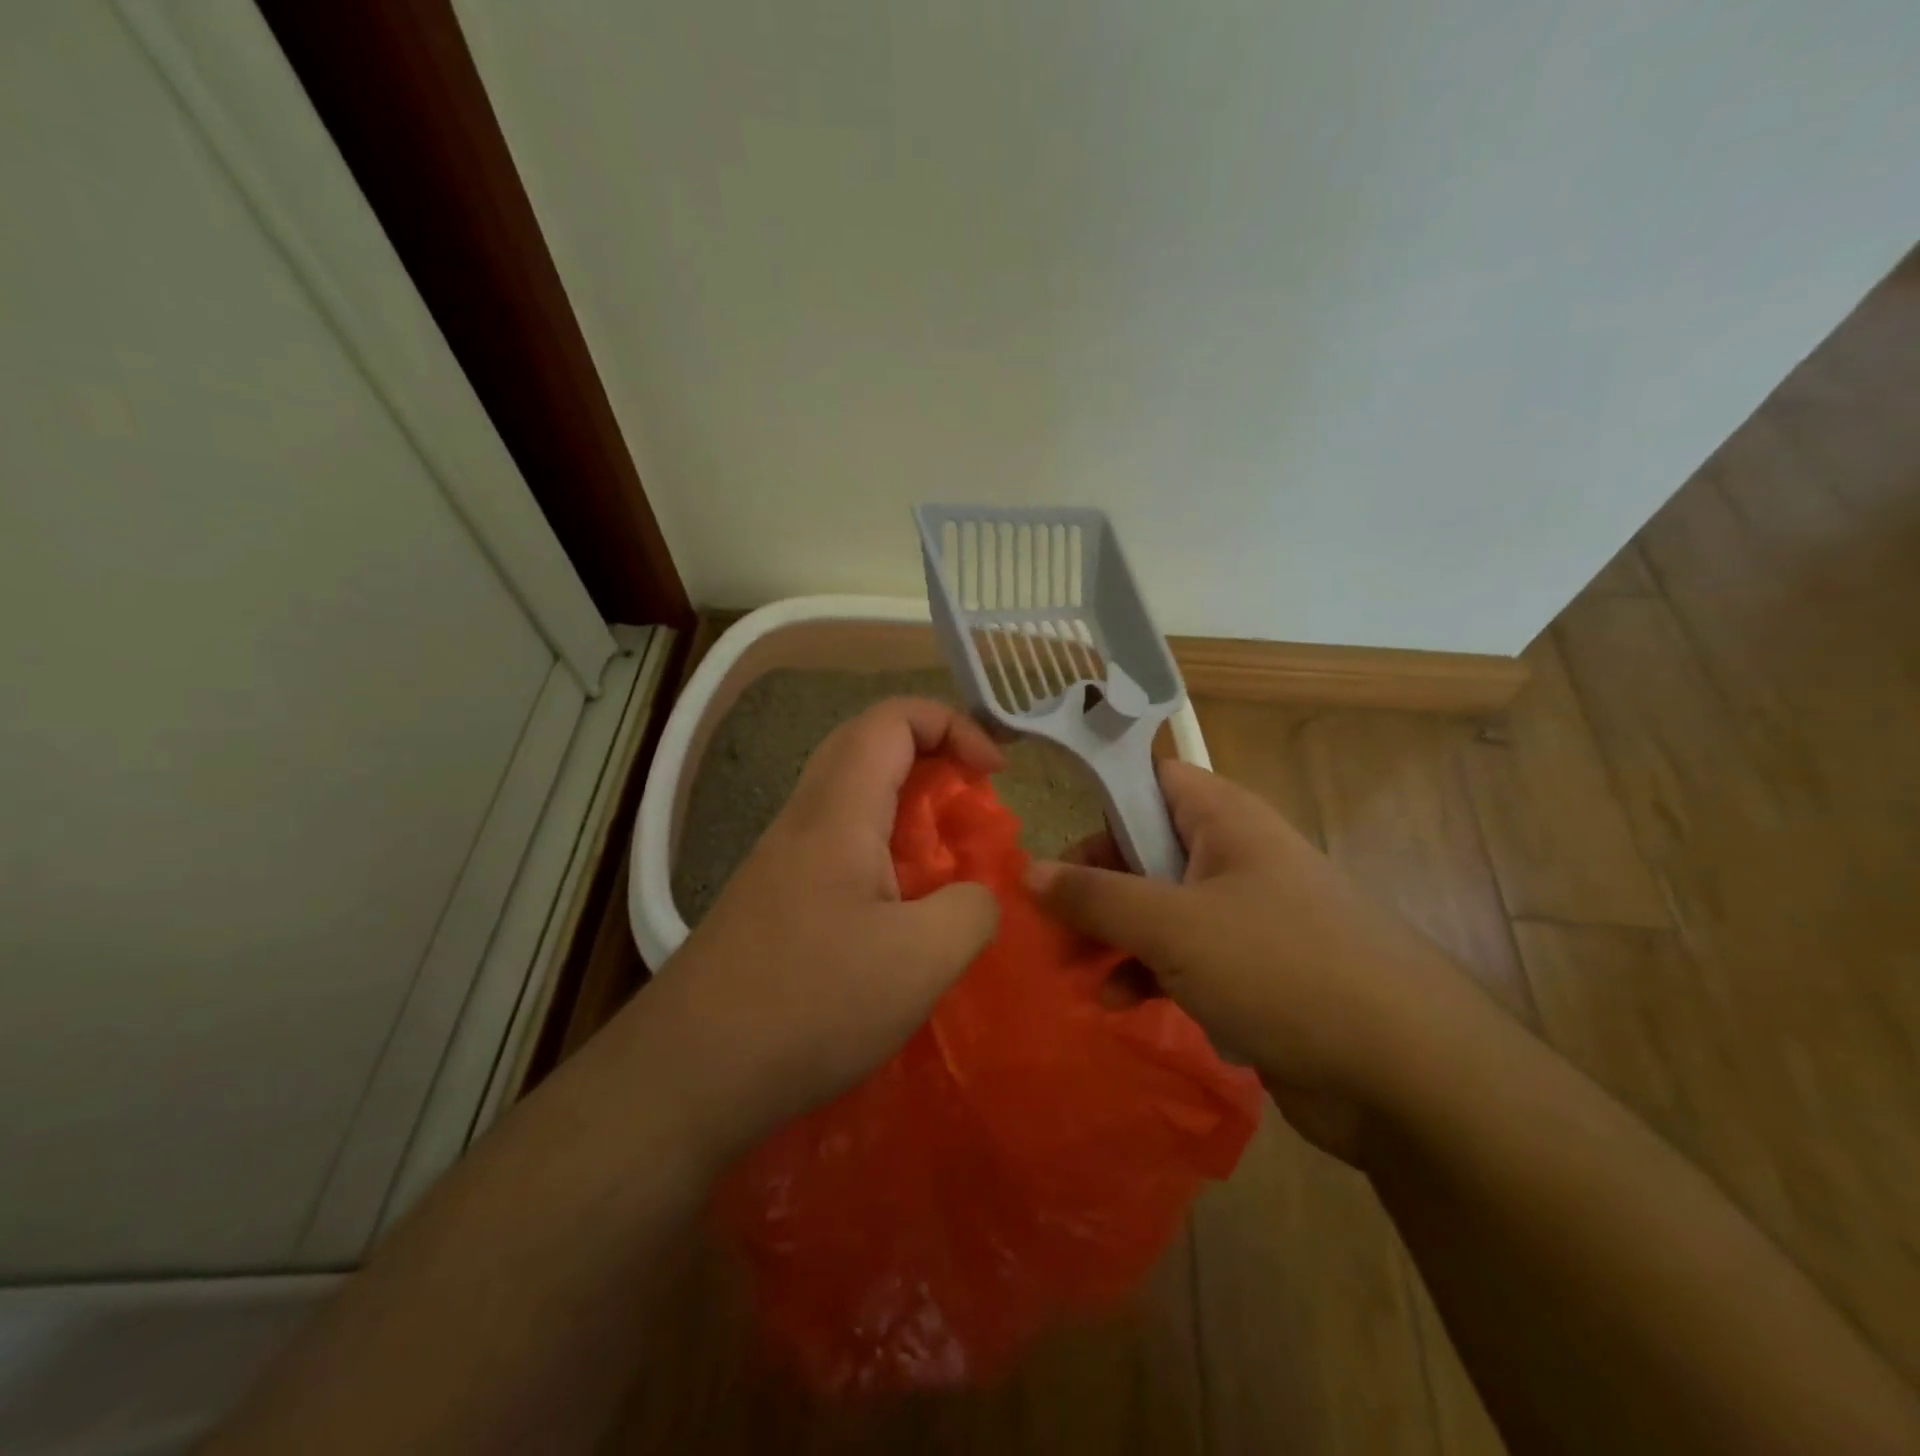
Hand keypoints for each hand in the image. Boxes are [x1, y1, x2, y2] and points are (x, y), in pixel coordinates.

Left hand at [639, 698, 1003, 1157]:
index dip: (952, 724)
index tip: (994, 774)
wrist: (688, 1074)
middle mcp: (804, 818)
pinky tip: (902, 911)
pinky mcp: (776, 898)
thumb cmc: (808, 1004)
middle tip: (972, 801)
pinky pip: (839, 844)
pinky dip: (884, 852)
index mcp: (838, 811)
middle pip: (868, 745)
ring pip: (852, 796)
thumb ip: (971, 910)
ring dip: (907, 807)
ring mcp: (782, 858)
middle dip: (932, 756)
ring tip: (948, 859)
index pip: (892, 719)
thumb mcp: (920, 960)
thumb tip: (978, 895)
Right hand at [1027, 759, 1479, 1158]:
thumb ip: (1095, 896)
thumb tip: (1027, 870)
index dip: (1100, 798)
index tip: (1051, 837)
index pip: (1150, 779)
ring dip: (1113, 936)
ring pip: (1159, 908)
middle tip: (1047, 922)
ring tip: (1073, 970)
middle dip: (1093, 885)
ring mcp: (1245, 916)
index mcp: (1224, 819)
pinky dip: (1148, 973)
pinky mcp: (1253, 972)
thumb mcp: (1171, 926)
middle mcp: (1234, 857)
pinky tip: (1120, 1003)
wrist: (1406, 1074)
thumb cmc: (1279, 968)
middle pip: (1144, 849)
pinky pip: (1184, 958)